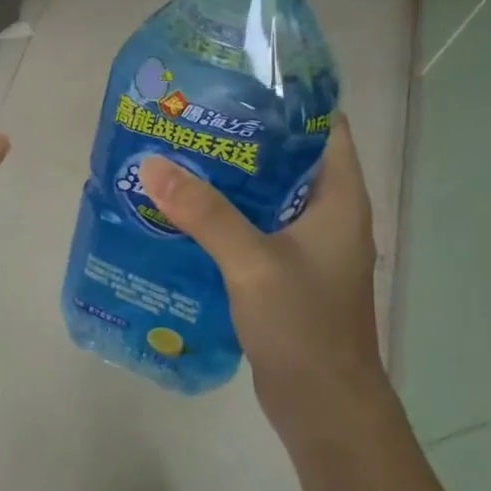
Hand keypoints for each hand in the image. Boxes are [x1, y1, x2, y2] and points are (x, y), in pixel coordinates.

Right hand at [140, 115, 381, 439]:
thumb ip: (205, 213)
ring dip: (228, 178)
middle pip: (286, 158)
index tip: (237, 83)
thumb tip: (152, 164)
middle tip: (190, 117)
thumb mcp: (252, 263)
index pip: (324, 127)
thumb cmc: (305, 327)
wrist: (324, 408)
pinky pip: (252, 228)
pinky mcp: (285, 272)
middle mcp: (327, 214)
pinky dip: (223, 215)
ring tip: (177, 155)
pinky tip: (182, 212)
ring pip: (265, 195)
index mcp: (338, 199)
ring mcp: (306, 246)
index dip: (288, 100)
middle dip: (243, 137)